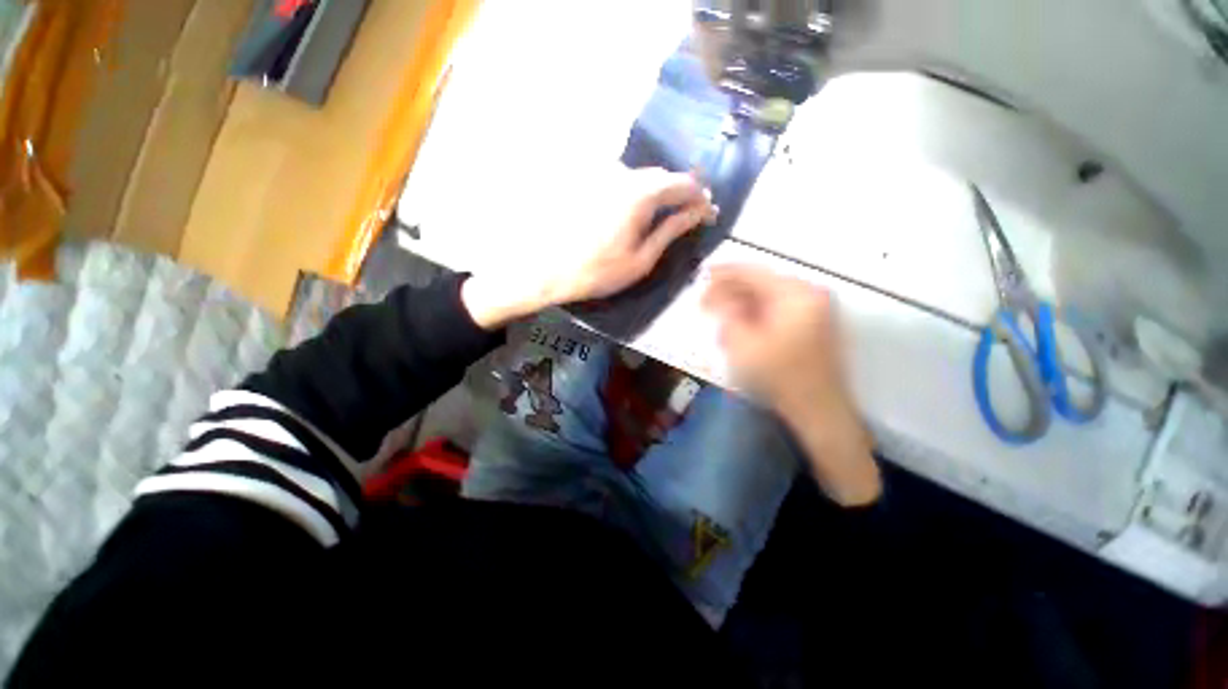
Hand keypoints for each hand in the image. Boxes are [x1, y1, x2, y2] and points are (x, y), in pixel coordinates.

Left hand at [462, 167, 715, 328]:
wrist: (548, 270)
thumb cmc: (598, 271)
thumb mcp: (642, 258)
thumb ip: (672, 230)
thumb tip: (699, 212)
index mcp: (640, 194)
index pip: (684, 184)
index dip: (700, 198)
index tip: (708, 214)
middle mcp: (623, 175)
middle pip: (663, 177)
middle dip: (680, 195)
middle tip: (689, 217)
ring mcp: (602, 176)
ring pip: (642, 179)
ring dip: (658, 195)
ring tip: (663, 219)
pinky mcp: (589, 182)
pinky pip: (623, 183)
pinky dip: (637, 195)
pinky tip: (635, 216)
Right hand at [703, 264, 880, 504]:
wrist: (819, 410)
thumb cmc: (780, 376)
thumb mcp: (743, 343)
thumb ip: (727, 314)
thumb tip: (719, 298)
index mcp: (795, 294)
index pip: (753, 272)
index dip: (724, 273)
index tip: (702, 276)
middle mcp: (809, 294)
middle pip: (762, 282)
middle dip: (731, 291)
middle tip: (707, 301)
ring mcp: (815, 309)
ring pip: (769, 296)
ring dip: (742, 303)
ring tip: (720, 315)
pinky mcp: (814, 324)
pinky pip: (778, 309)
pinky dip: (757, 313)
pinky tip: (741, 324)